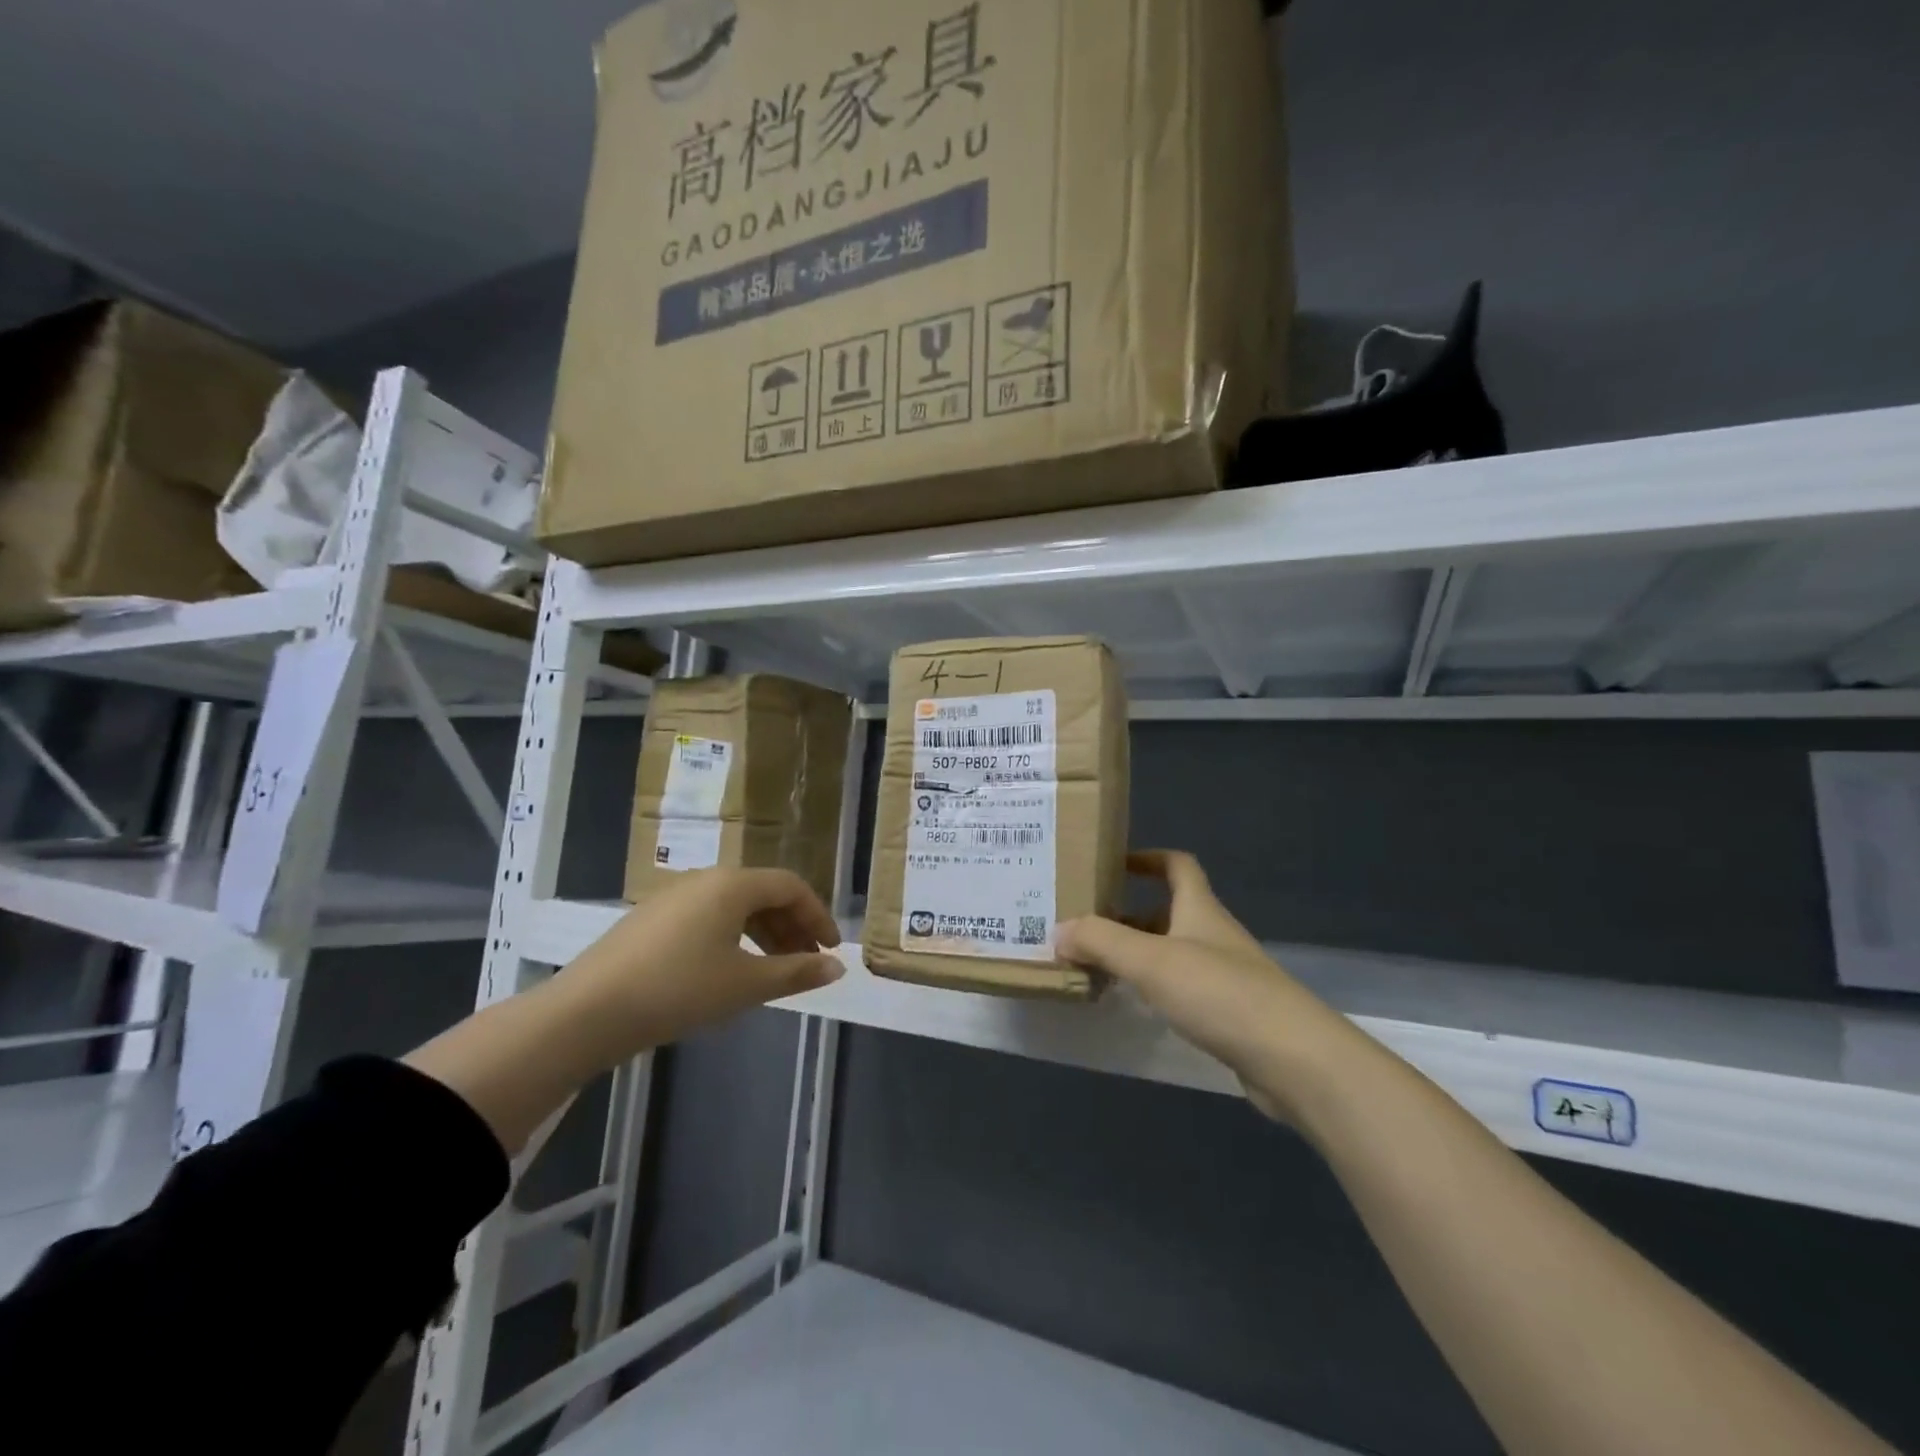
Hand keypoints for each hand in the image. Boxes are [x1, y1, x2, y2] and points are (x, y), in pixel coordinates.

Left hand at [556, 868, 844, 1060]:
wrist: (589, 1010)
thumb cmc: (679, 989)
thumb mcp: (746, 984)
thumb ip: (796, 972)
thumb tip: (838, 967)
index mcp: (732, 884)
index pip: (790, 886)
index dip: (817, 915)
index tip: (832, 948)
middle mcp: (705, 879)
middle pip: (762, 893)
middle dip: (792, 925)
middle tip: (807, 961)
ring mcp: (674, 896)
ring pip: (734, 906)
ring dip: (763, 932)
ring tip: (774, 968)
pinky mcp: (652, 918)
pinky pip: (708, 916)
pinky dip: (733, 936)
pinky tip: (730, 969)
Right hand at [1055, 851, 1347, 1121]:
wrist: (1294, 1059)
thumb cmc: (1220, 993)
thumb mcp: (1151, 961)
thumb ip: (1101, 941)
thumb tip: (1058, 931)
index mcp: (1200, 909)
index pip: (1177, 865)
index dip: (1148, 858)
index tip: (1112, 864)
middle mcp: (1213, 936)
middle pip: (1168, 912)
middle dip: (1128, 915)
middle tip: (1084, 926)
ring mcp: (1226, 976)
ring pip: (1172, 953)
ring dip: (1137, 955)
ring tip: (1095, 966)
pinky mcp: (1230, 1015)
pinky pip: (1182, 989)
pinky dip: (1154, 990)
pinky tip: (1133, 1006)